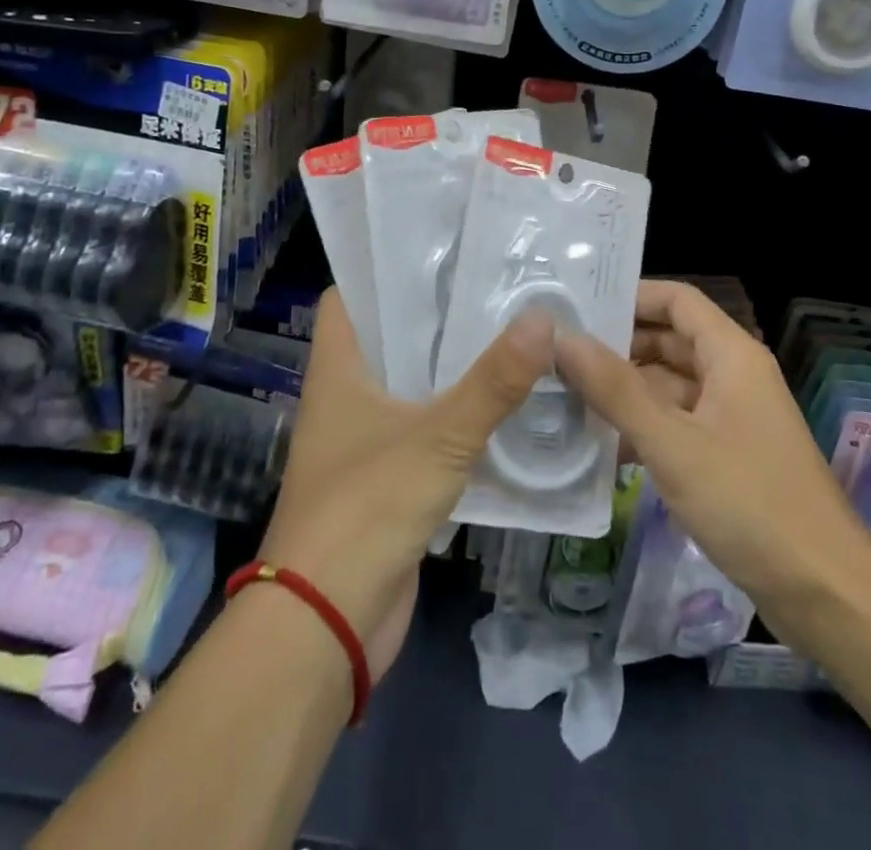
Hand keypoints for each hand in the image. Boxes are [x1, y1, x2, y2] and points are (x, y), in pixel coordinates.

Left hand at [260, 288, 553, 682]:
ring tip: (511, 330)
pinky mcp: (391, 476)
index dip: (384, 269)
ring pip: (414, 383)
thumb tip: (543, 319)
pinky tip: (506, 401)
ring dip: (454, 364)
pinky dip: (460, 413)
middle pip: (391, 336)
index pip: (348, 295)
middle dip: (437, 313)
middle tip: (496, 283)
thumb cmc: (366, 508)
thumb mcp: (437, 437)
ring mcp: (368, 437)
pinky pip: (429, 428)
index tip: (439, 249)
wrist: (327, 623)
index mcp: (339, 368)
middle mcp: (348, 394)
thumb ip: (492, 382)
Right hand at [556, 280, 870, 636]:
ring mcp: (731, 419)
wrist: (826, 594)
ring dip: (623, 392)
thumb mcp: (673, 443)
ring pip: (669, 387)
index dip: (630, 296)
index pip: (676, 300)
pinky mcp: (728, 457)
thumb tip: (561, 338)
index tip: (577, 306)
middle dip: (617, 347)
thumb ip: (615, 389)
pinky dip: (641, 429)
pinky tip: (597, 447)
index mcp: (731, 356)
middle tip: (556, 353)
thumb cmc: (750, 503)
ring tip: (562, 396)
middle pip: (669, 341)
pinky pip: (676, 426)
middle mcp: (733, 376)